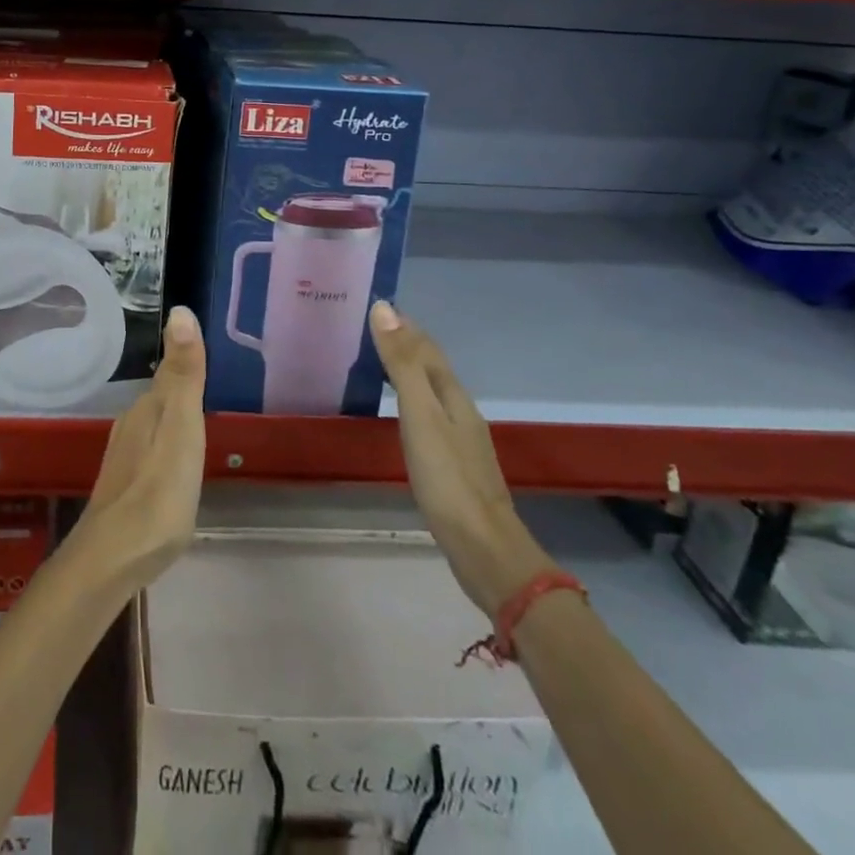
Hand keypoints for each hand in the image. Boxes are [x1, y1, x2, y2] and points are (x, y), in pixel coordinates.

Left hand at [70, 306, 207, 594]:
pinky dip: (166, 446)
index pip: (171, 371)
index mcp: (148, 408)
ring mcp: (124, 456)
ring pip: (154, 423)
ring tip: (198, 420)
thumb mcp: (181, 428)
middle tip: (211, 381)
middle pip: (161, 397)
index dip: (187, 359)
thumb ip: (183, 374)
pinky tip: (175, 464)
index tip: (206, 348)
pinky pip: (151, 450)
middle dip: (182, 387)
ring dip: (173, 417)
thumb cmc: (158, 491)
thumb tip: (179, 310)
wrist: (113, 557)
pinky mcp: (124, 486)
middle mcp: (131, 424)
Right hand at [371, 301, 552, 616]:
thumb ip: (401, 363)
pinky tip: (403, 414)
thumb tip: (385, 308)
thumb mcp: (419, 414)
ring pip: (431, 391)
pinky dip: (411, 400)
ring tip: (380, 362)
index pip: (426, 348)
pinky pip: (428, 416)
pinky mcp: (453, 465)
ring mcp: (460, 439)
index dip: (404, 326)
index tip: (378, 306)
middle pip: (432, 367)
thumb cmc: (446, 477)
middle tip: (372, 328)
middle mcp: (459, 410)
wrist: (483, 547)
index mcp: (452, 395)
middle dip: (406, 344)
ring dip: (408, 371)